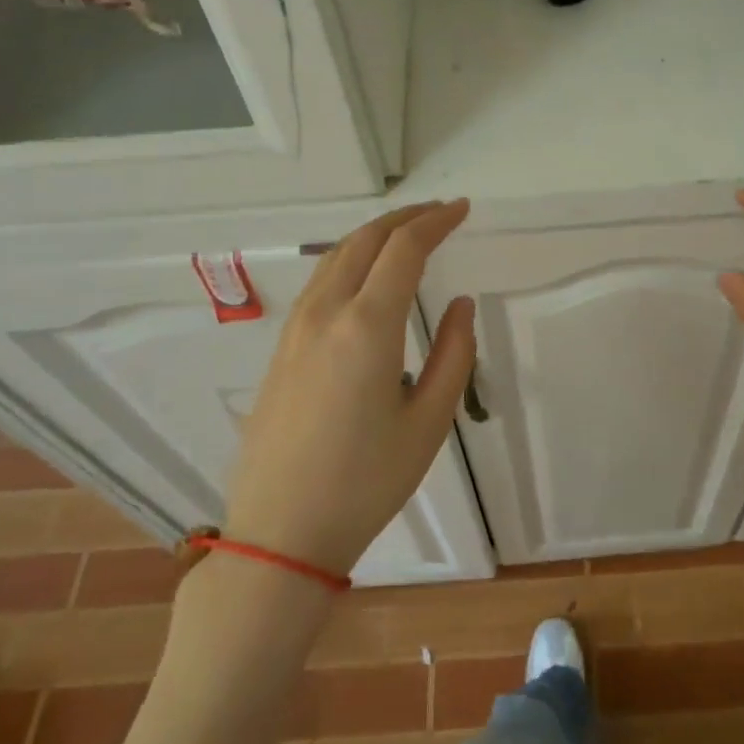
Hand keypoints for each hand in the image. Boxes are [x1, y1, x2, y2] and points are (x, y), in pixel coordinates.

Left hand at [225, 200, 475, 573]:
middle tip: (440, 212)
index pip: (404, 249)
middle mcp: (325, 313)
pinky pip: (319, 283)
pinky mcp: (281, 350)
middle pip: (365, 240)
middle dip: (405, 217)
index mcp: (367, 326)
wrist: (281, 533)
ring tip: (408, 235)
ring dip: (374, 236)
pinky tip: (366, 277)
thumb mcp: (429, 422)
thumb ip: (454, 354)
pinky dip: (350, 260)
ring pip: (335, 257)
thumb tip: (460, 305)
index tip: (463, 209)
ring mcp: (295, 330)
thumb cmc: (366, 482)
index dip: (436, 221)